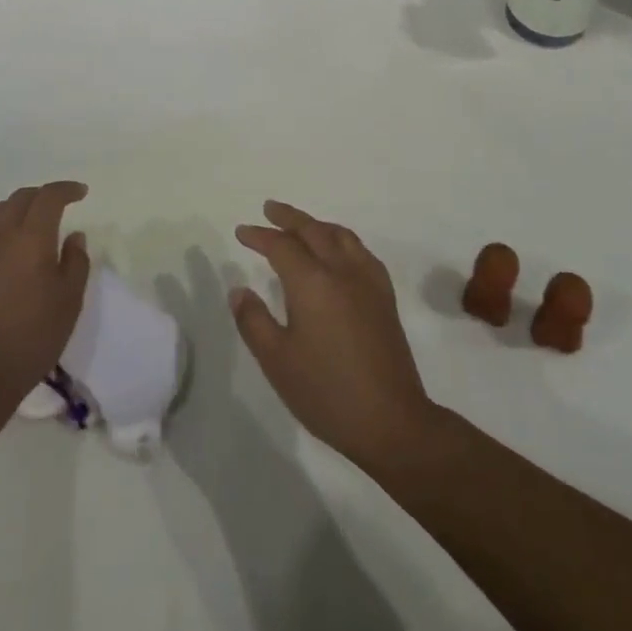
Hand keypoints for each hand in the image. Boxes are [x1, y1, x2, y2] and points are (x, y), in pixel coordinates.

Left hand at [0, 182, 90, 391]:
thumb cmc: (33, 336)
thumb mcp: (70, 300)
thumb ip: (76, 261)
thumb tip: (74, 235)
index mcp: (31, 237)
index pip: (49, 196)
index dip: (66, 189)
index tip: (81, 193)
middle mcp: (0, 234)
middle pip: (20, 198)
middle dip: (42, 195)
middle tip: (57, 206)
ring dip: (16, 209)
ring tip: (28, 224)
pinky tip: (2, 251)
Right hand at [230, 200, 436, 471]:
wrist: (392, 421)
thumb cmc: (327, 393)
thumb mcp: (277, 361)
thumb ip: (254, 321)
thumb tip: (239, 290)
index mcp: (312, 283)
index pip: (281, 246)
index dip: (259, 236)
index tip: (242, 232)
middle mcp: (342, 270)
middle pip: (313, 230)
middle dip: (288, 217)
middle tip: (269, 209)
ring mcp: (368, 281)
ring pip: (340, 235)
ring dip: (316, 225)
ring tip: (300, 226)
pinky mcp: (385, 296)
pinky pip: (360, 251)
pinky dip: (341, 239)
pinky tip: (338, 252)